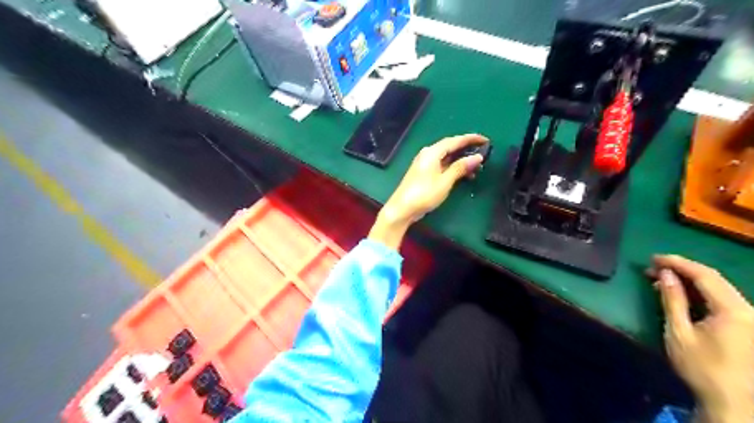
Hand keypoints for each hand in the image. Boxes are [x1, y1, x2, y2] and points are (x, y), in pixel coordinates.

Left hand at [371, 134, 488, 248]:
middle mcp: (428, 154)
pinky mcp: (424, 172)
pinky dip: (453, 167)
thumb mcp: (445, 181)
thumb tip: (477, 157)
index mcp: (432, 152)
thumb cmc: (424, 194)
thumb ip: (460, 168)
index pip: (454, 140)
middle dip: (467, 149)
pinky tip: (463, 175)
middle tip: (483, 152)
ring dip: (461, 160)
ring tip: (476, 167)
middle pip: (450, 147)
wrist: (402, 208)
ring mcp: (425, 163)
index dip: (470, 139)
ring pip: (447, 157)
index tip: (485, 140)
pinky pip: (442, 165)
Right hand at [648, 255, 752, 422]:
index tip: (653, 258)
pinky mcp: (747, 326)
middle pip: (713, 279)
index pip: (705, 275)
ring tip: (661, 279)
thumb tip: (665, 273)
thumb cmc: (701, 366)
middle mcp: (747, 310)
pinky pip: (721, 300)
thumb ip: (673, 299)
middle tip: (653, 267)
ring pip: (718, 289)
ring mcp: (750, 318)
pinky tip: (680, 294)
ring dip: (689, 281)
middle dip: (682, 270)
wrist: (730, 402)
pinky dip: (699, 293)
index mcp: (734, 311)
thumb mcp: (679, 331)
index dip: (678, 263)